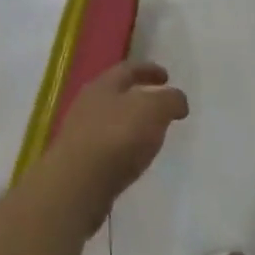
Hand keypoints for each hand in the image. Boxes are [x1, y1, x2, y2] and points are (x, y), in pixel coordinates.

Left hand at [41, 60, 188, 232]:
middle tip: (159, 106)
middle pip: (115, 95)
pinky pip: (105, 148)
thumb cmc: (117, 137)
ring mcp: (79, 135)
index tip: (167, 76)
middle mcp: (87, 105)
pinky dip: (121, 149)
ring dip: (129, 125)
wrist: (76, 186)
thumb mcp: (154, 109)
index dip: (149, 70)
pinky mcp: (78, 164)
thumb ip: (170, 100)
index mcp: (103, 85)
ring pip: (109, 122)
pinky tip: (133, 159)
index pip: (128, 69)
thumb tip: (177, 101)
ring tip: (150, 136)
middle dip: (138, 98)